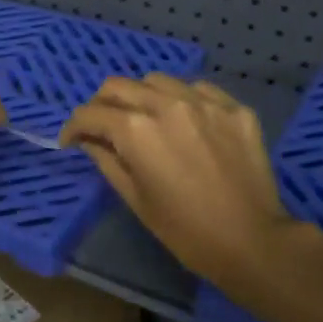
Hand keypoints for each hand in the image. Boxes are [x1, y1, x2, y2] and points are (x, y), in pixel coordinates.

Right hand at [60, 74, 309, 290]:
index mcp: (136, 129)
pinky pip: (196, 89)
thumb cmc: (185, 230)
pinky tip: (184, 122)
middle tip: (102, 128)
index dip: (73, 127)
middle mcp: (166, 104)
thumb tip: (89, 141)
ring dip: (141, 96)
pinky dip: (180, 100)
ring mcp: (204, 102)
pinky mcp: (234, 107)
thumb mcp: (135, 199)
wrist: (252, 241)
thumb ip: (107, 161)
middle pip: (118, 85)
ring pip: (157, 80)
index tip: (70, 140)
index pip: (91, 113)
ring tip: (145, 120)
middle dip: (101, 105)